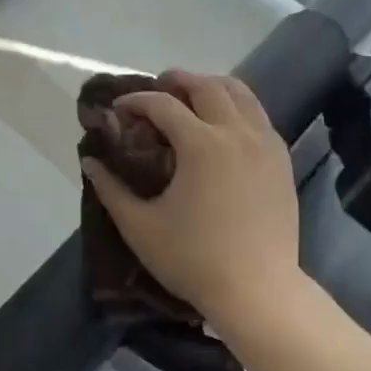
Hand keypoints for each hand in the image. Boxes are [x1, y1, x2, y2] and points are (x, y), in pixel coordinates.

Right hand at [80, 71, 301, 328]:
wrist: (258, 291)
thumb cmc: (194, 260)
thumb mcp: (140, 227)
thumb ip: (111, 190)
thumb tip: (90, 162)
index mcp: (201, 144)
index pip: (163, 105)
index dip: (136, 100)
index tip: (118, 108)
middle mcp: (236, 133)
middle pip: (206, 86)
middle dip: (178, 80)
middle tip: (157, 87)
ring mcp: (265, 144)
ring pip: (241, 93)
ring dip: (212, 86)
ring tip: (192, 97)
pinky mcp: (281, 160)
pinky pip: (259, 116)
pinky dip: (238, 108)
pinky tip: (224, 126)